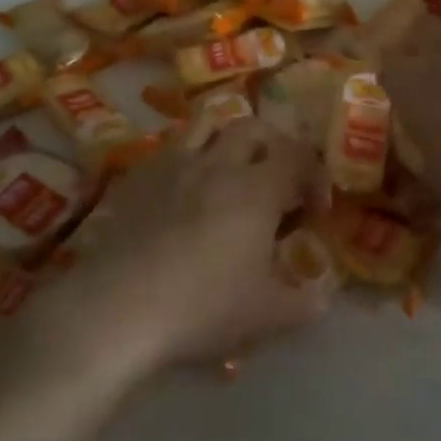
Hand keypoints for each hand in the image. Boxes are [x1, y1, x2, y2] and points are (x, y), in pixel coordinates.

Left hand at [53, 119, 328, 375]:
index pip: (298, 156)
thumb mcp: (267, 316)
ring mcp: (173, 166)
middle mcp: (217, 164)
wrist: (117, 309)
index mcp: (257, 189)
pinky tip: (184, 193)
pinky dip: (188, 159)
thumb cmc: (202, 307)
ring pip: (207, 125)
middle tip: (277, 181)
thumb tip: (323, 295)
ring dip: (227, 139)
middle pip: (254, 128)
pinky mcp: (137, 178)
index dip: (313, 175)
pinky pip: (169, 150)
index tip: (314, 209)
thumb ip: (305, 303)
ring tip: (230, 171)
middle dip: (275, 147)